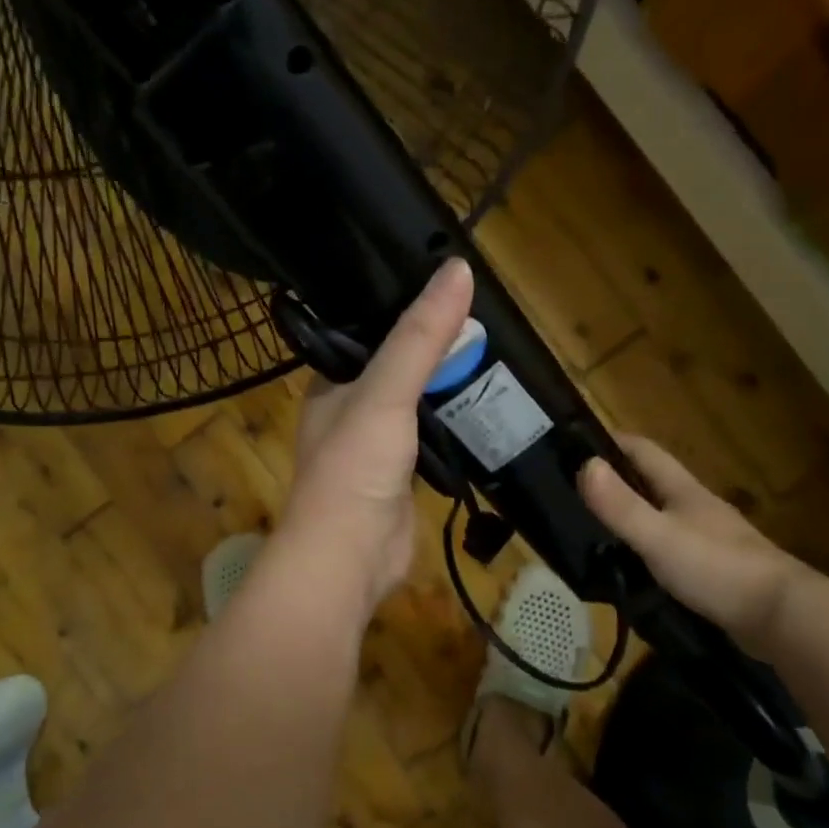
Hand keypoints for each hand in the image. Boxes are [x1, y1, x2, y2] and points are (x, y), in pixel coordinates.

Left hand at [278, 259, 474, 608]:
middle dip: (437, 350)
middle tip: (487, 322)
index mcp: (333, 383)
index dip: (407, 310)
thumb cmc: (354, 467)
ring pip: (418, 405)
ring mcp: (378, 447)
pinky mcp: (403, 478)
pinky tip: (487, 408)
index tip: (451, 287)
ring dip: (449, 388)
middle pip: (399, 367)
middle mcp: (351, 410)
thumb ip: (420, 336)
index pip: (370, 332)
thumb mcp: (385, 391)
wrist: (350, 558)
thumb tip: (459, 270)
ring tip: (496, 356)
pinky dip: (455, 426)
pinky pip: (433, 440)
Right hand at [580, 436, 820, 655]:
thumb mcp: (658, 536)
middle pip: (651, 482)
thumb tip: (584, 464)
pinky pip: (672, 548)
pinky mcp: (714, 569)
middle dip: (616, 480)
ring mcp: (709, 538)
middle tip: (574, 491)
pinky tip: (631, 565)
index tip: (575, 445)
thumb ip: (621, 505)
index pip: (643, 451)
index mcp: (683, 490)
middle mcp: (696, 507)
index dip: (611, 442)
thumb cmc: (717, 568)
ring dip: (632, 515)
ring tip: (593, 528)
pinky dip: (648, 548)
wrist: (781, 616)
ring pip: (662, 515)